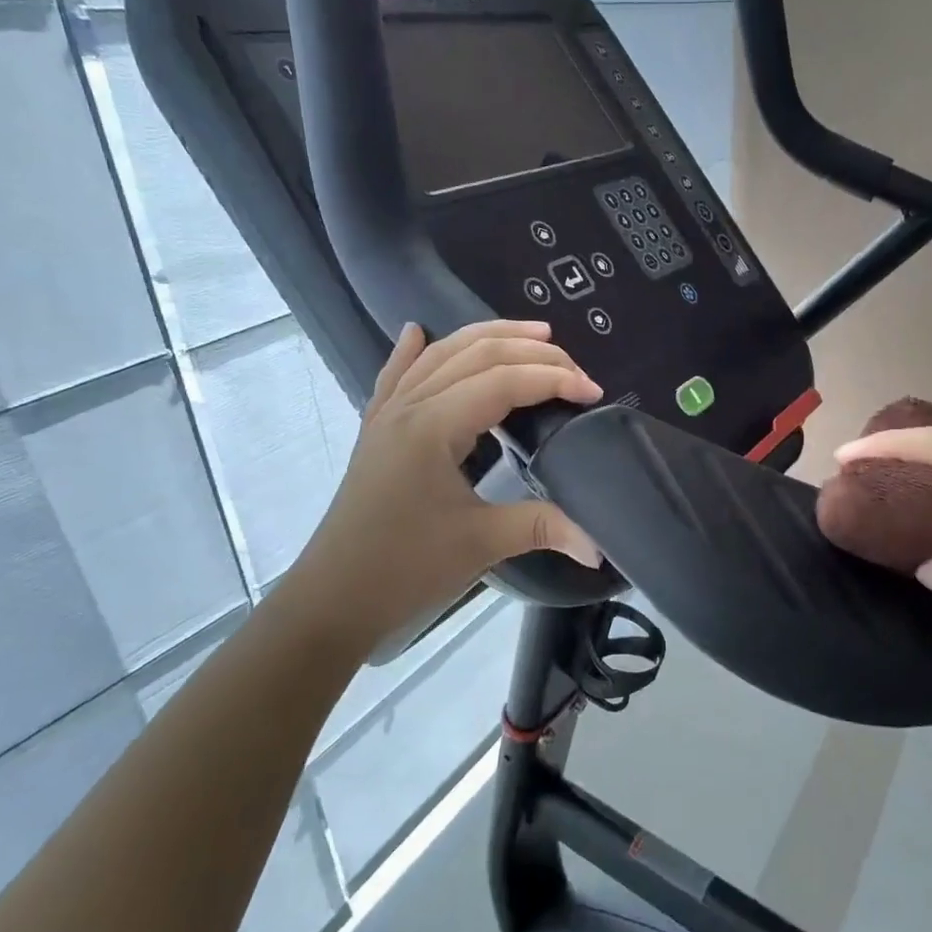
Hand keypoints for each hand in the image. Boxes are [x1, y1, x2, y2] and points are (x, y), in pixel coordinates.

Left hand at [282, 320, 603, 646]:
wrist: (332, 601)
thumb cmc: (405, 570)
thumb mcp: (481, 545)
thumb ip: (543, 528)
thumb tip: (599, 546)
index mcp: (433, 426)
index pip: (504, 381)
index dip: (554, 379)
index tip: (594, 392)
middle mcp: (409, 406)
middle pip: (476, 355)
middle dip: (530, 351)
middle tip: (575, 365)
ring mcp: (387, 415)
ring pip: (441, 355)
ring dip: (488, 337)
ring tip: (532, 333)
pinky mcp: (376, 431)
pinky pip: (397, 377)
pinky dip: (413, 352)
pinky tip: (417, 330)